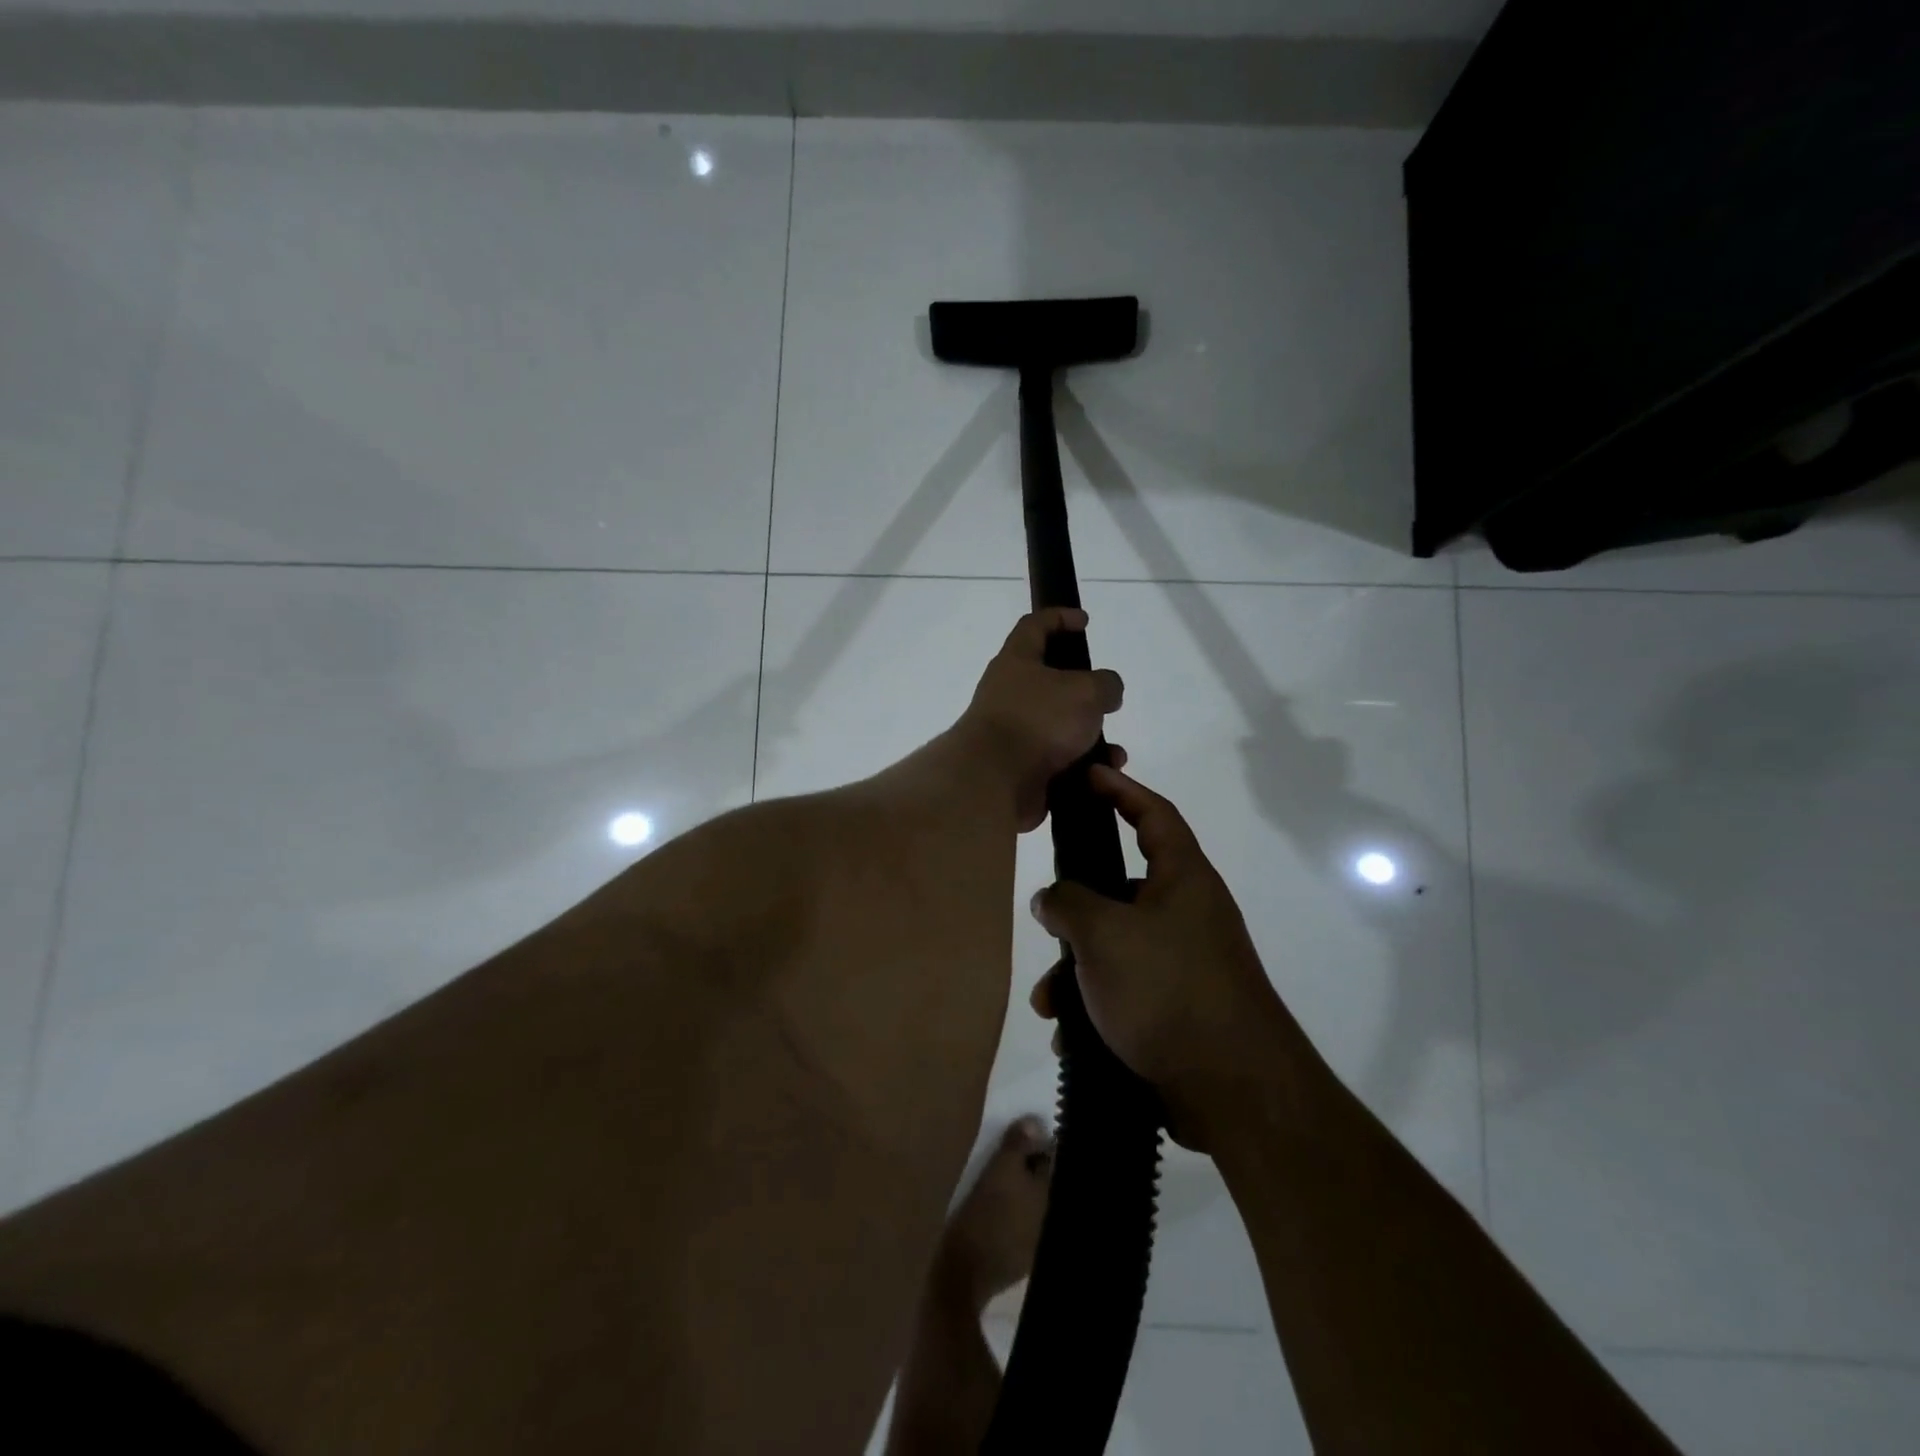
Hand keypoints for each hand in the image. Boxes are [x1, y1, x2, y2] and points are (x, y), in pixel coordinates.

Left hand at [959, 608, 1123, 831]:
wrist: (995, 780)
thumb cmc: (1038, 720)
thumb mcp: (1085, 690)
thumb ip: (1105, 684)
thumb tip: (1106, 691)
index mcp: (1016, 661)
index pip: (1034, 625)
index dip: (1058, 617)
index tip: (1083, 621)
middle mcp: (1010, 694)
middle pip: (1049, 682)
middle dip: (1083, 692)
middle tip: (1107, 700)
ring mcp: (1014, 732)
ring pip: (1059, 727)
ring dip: (1089, 737)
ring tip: (1113, 751)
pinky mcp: (1020, 767)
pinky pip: (1058, 762)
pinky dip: (1082, 767)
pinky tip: (1100, 774)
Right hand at [1028, 766, 1301, 1151]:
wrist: (1234, 1090)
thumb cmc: (1168, 989)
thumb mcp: (1103, 935)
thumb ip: (1067, 903)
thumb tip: (1052, 898)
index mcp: (1183, 879)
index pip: (1154, 815)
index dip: (1121, 789)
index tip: (1088, 775)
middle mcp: (1188, 913)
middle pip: (1122, 888)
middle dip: (1078, 908)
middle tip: (1046, 919)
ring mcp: (1186, 962)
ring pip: (1116, 945)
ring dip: (1076, 970)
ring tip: (1049, 1003)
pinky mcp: (1180, 1006)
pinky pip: (1126, 988)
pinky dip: (1095, 1003)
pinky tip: (1070, 1035)